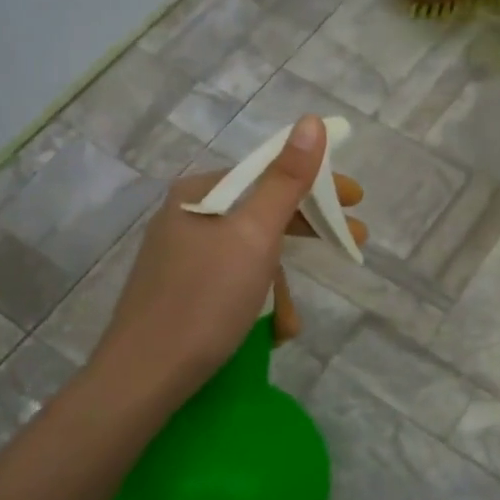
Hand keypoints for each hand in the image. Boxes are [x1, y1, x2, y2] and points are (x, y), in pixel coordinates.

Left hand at [92, 116, 366, 405]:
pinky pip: (233, 282)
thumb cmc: (205, 299)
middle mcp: (188, 217)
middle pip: (262, 213)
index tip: (356, 199)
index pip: (269, 172)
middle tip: (353, 242)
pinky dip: (257, 302)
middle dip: (308, 233)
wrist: (143, 378)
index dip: (317, 183)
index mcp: (200, 194)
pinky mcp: (182, 291)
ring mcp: (182, 256)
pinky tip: (270, 332)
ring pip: (251, 254)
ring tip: (293, 323)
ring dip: (280, 286)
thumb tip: (311, 121)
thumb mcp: (255, 235)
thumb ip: (287, 180)